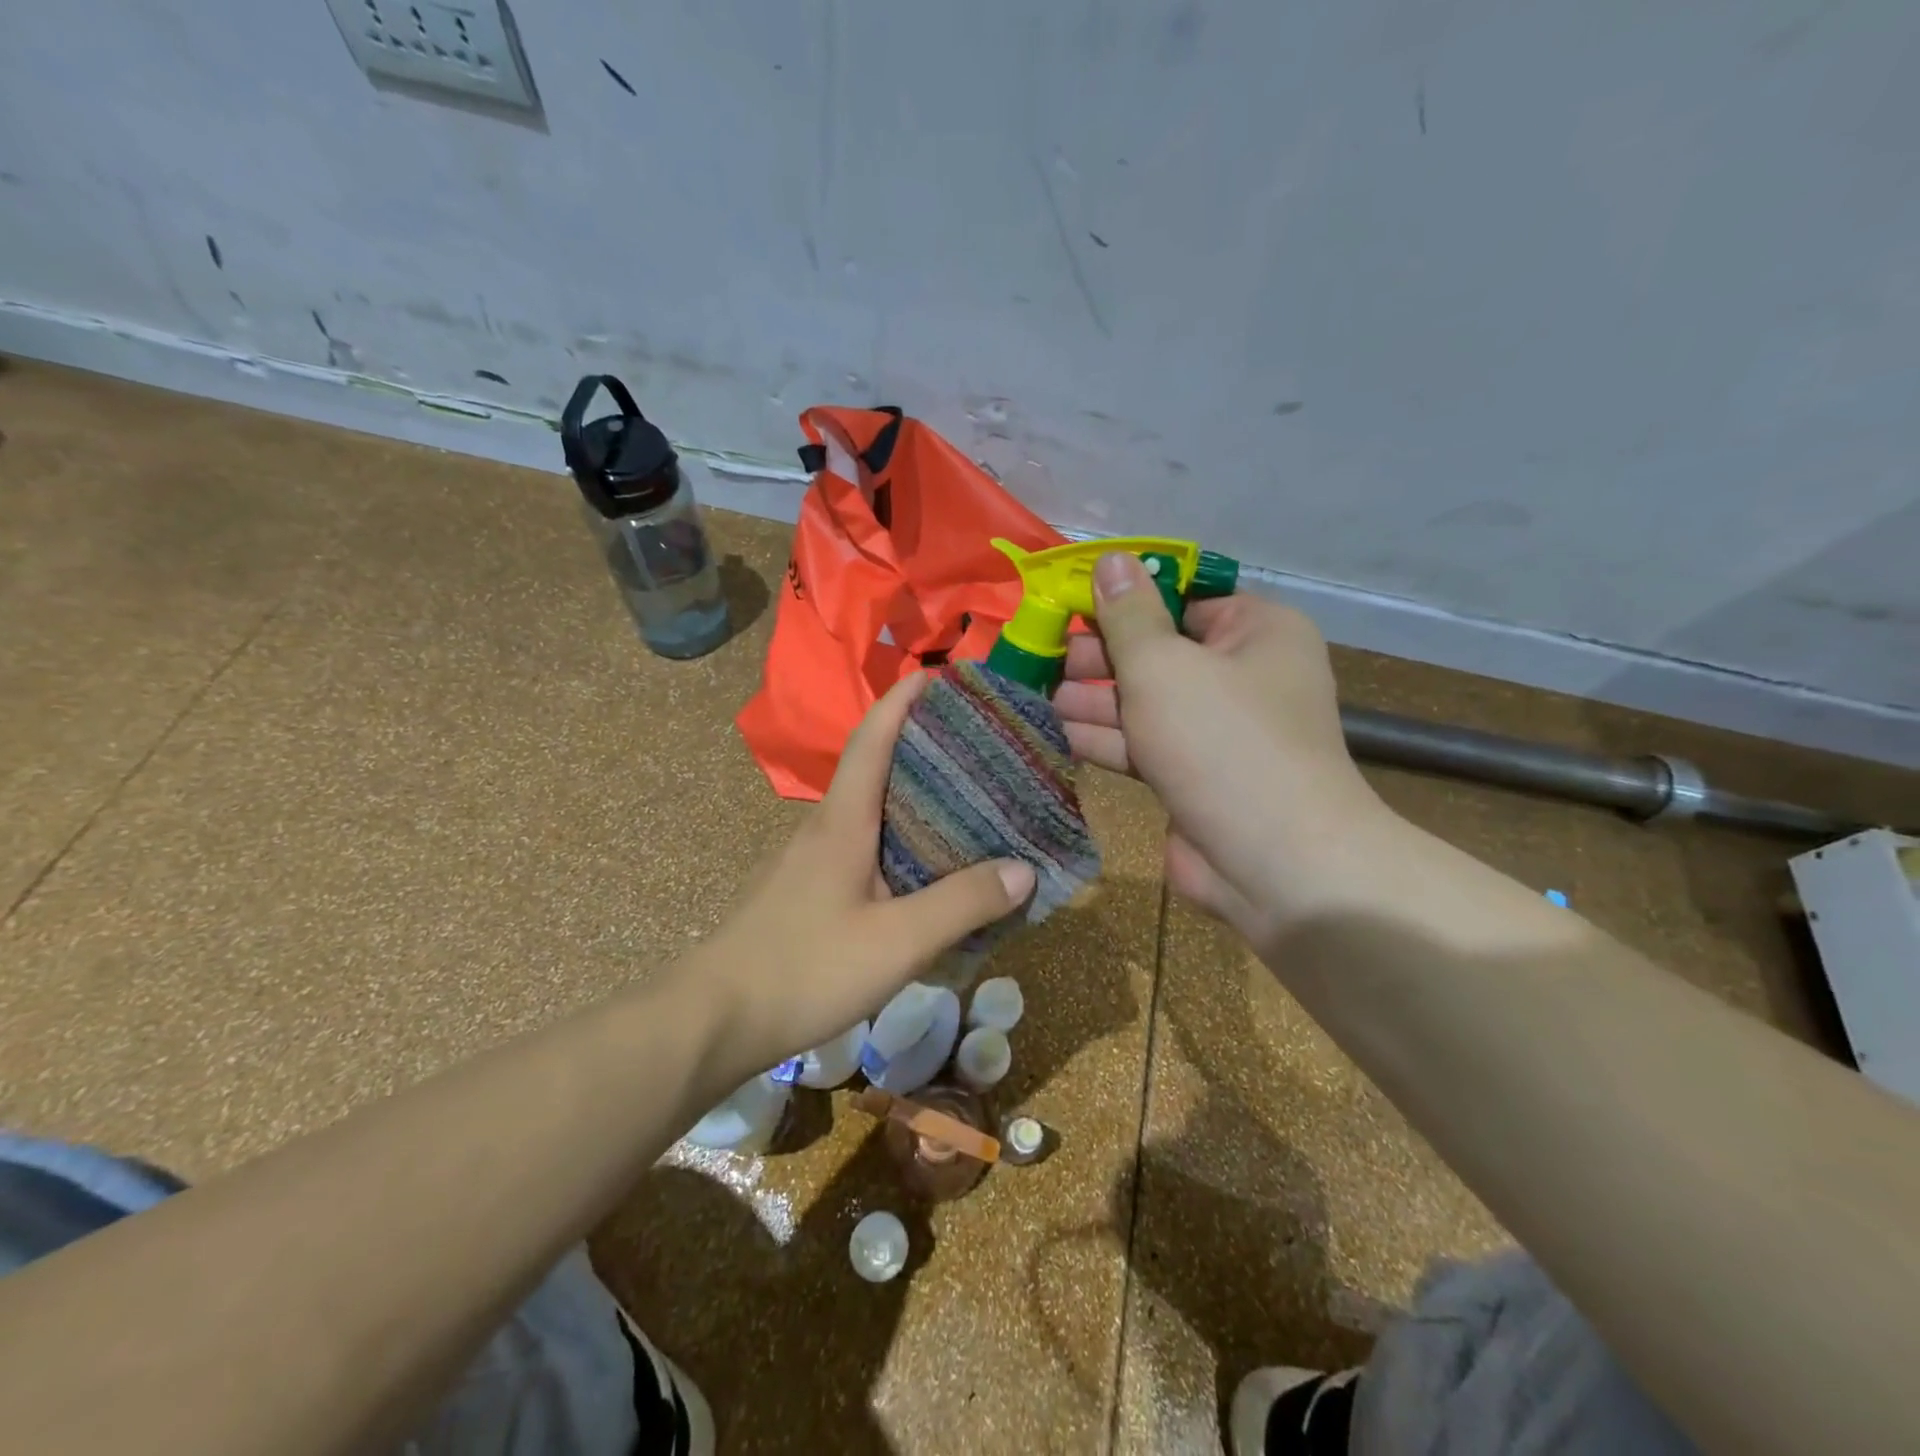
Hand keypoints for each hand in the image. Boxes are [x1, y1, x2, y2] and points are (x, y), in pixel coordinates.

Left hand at [688, 671, 1036, 1075]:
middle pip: (875, 765)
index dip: (904, 700)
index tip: (940, 676)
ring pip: (870, 807)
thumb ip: (961, 904)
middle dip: (921, 742)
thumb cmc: (805, 968)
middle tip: (977, 741)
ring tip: (966, 799)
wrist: (713, 1021)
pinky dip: (901, 836)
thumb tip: (1023, 868)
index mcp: (843, 819)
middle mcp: (826, 826)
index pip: (872, 737)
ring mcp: (812, 858)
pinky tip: (927, 866)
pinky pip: (865, 844)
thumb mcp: (897, 941)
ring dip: (912, 792)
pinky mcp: (810, 889)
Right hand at [1053, 552, 1388, 945]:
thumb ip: (1128, 615)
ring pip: (1147, 703)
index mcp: (1256, 632)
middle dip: (1103, 658)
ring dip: (1097, 701)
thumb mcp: (1163, 665)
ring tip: (1046, 696)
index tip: (1072, 606)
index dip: (1126, 601)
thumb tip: (1110, 560)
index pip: (1183, 600)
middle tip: (1051, 659)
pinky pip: (1147, 746)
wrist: (1273, 861)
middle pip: (1159, 653)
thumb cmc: (1221, 740)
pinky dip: (1108, 739)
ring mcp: (1218, 732)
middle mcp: (1243, 676)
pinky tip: (1063, 733)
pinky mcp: (1195, 776)